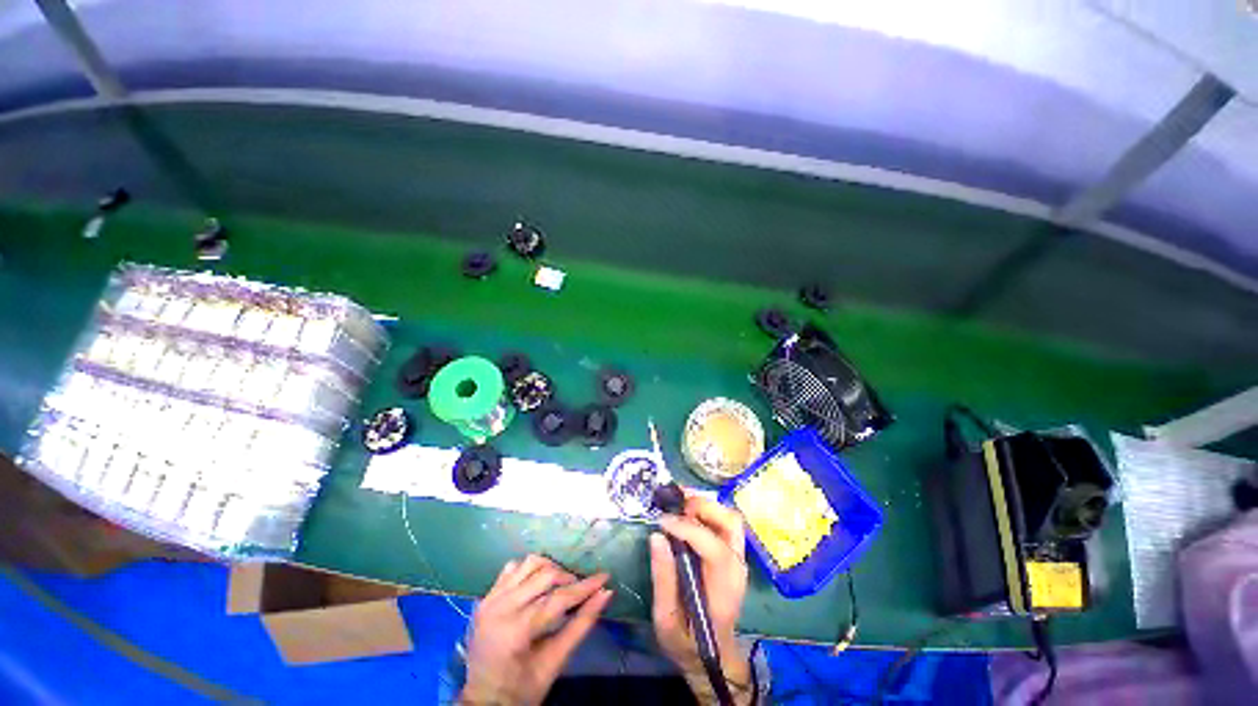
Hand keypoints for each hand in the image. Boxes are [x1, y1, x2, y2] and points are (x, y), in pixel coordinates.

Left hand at [459, 555, 612, 705]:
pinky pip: (512, 568)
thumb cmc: (522, 689)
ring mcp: (490, 599)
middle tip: (582, 588)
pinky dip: (529, 570)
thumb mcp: (554, 663)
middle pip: (545, 575)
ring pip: (529, 563)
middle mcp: (500, 607)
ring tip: (561, 585)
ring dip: (550, 568)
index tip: (605, 576)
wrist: (482, 701)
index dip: (585, 586)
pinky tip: (538, 584)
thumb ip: (581, 625)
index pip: (559, 598)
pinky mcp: (486, 596)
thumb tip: (606, 594)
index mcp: (516, 630)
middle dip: (569, 578)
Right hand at [650, 494, 752, 702]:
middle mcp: (737, 567)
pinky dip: (706, 510)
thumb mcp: (666, 620)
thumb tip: (657, 536)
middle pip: (730, 523)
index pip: (714, 547)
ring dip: (705, 504)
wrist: (713, 656)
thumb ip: (663, 579)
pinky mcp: (732, 554)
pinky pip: (723, 523)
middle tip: (673, 504)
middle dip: (702, 506)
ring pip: (729, 518)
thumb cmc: (688, 641)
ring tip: (678, 502)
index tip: (662, 521)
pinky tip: (686, 510)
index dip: (687, 528)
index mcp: (724, 588)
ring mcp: (738, 559)